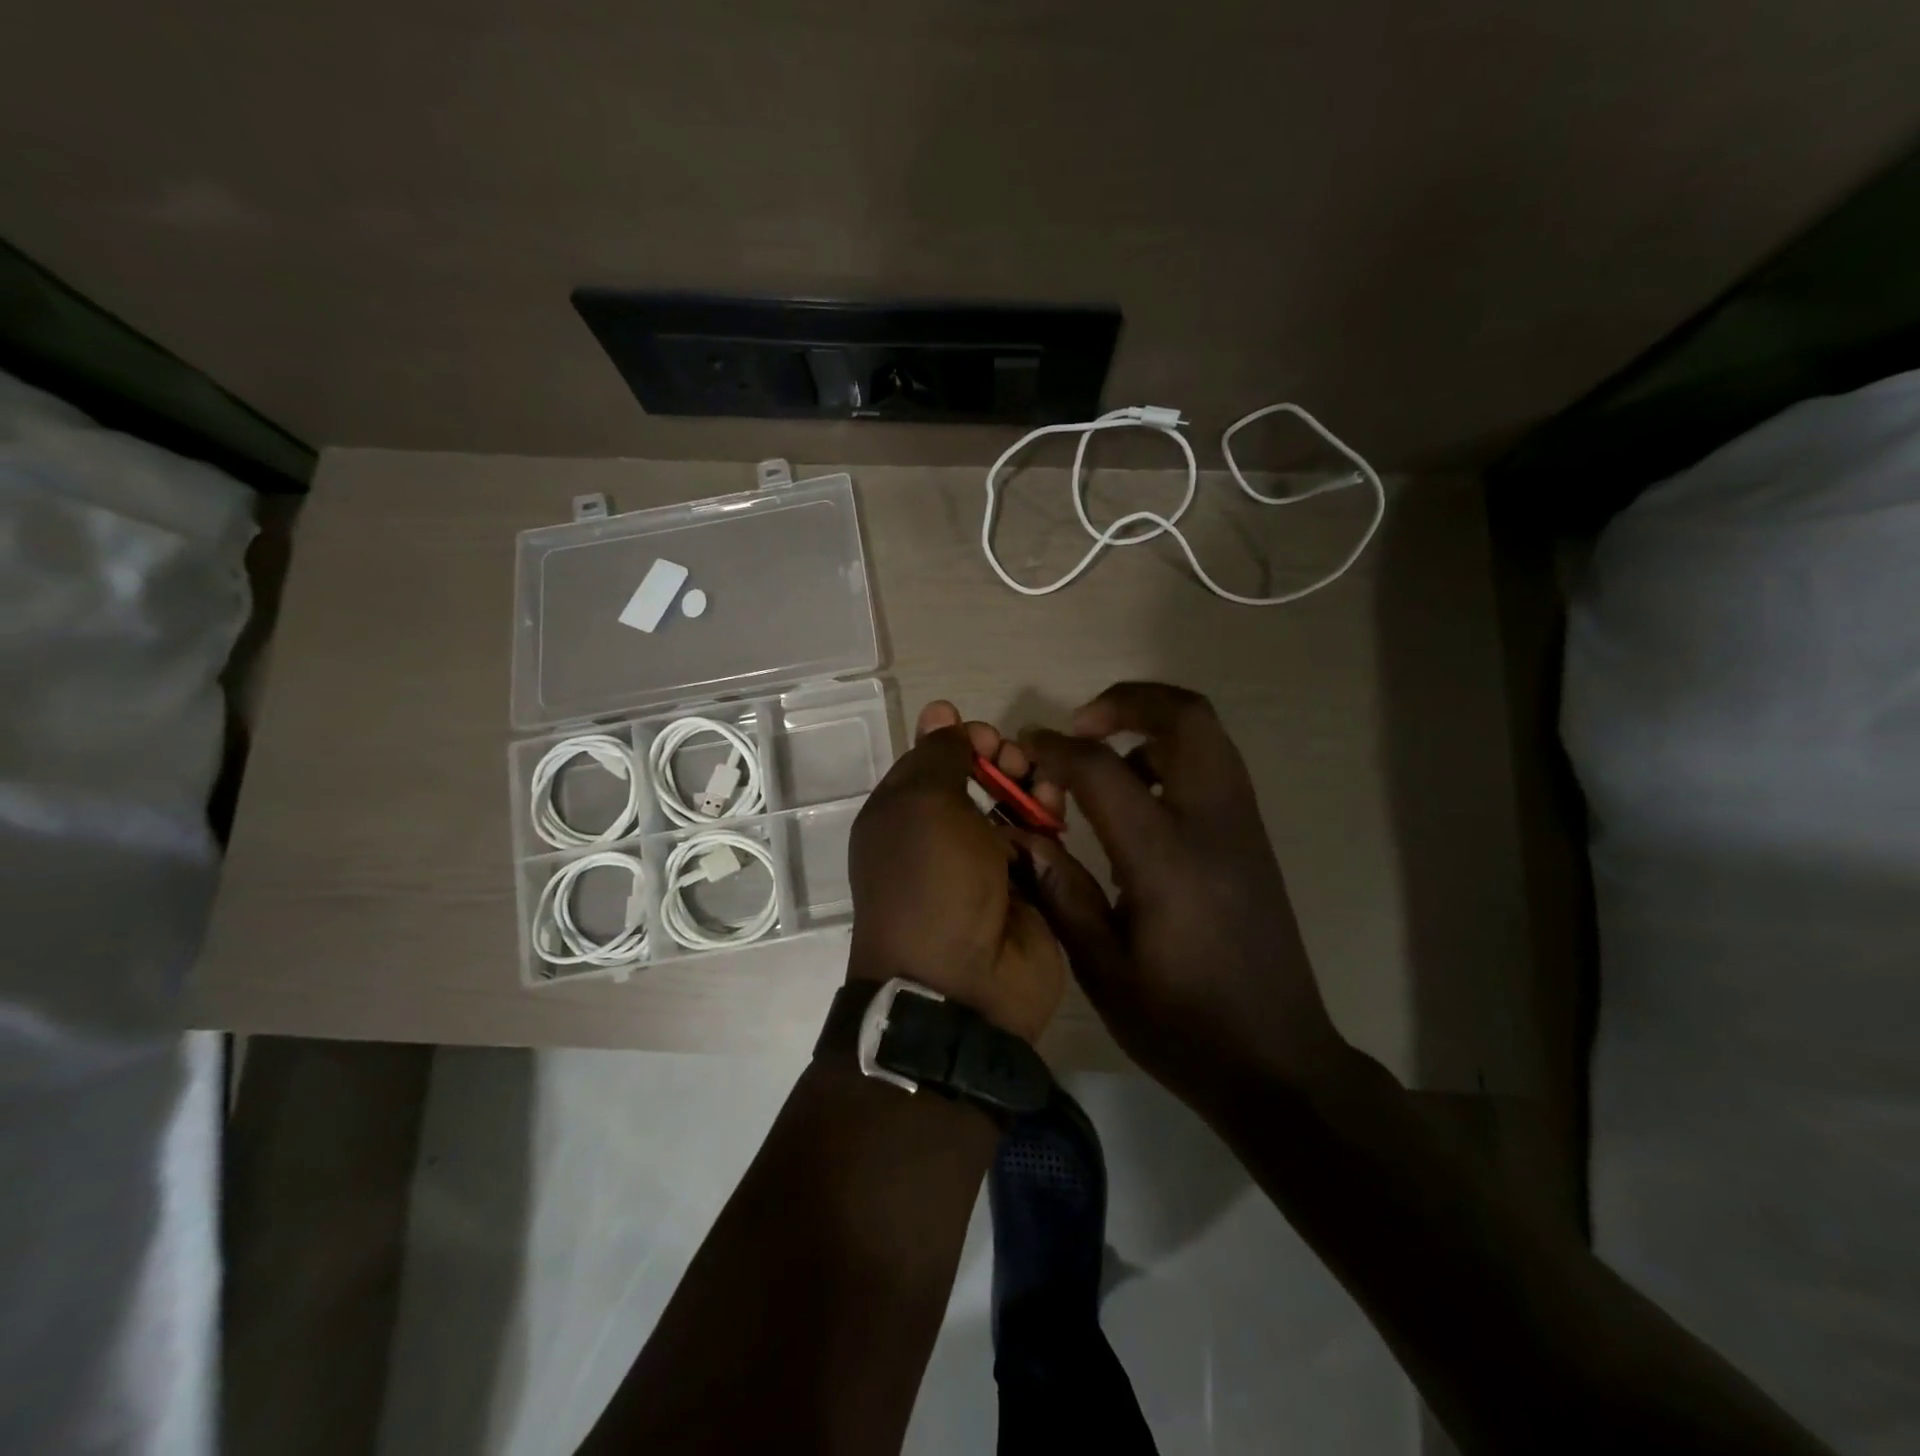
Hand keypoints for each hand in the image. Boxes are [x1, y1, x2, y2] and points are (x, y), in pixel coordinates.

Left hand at [847, 701, 1066, 1043]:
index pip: (934, 759)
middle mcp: (942, 837)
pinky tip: (1054, 826)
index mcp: (904, 815)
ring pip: (1016, 807)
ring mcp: (987, 866)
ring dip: (1033, 790)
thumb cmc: (931, 882)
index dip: (960, 740)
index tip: (985, 736)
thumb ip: (938, 754)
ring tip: (1046, 792)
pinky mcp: (1027, 890)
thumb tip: (941, 713)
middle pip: (980, 778)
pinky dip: (1048, 831)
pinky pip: (1042, 845)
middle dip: (1003, 761)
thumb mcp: (923, 805)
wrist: (962, 986)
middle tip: (1019, 762)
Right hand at [1018, 683, 1345, 1102]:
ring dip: (1152, 725)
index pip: (1103, 769)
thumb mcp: (1101, 968)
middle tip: (1081, 726)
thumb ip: (1060, 891)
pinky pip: (1215, 766)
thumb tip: (1023, 836)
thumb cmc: (1180, 1023)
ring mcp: (1242, 827)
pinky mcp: (1253, 841)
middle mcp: (1212, 823)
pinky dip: (1174, 755)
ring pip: (1207, 734)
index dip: (1057, 749)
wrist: (1276, 1061)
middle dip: (1128, 701)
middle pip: (1186, 716)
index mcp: (1165, 856)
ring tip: (1105, 763)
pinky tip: (1140, 802)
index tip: (1026, 747)